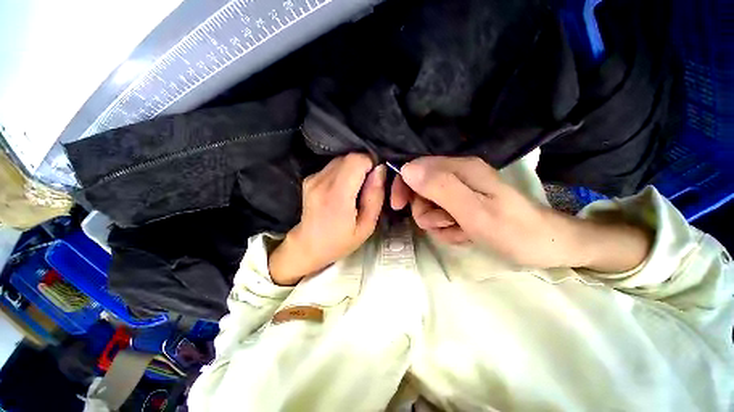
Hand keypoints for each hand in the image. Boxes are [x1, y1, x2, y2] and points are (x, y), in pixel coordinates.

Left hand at [269, 154, 385, 284]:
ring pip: (342, 159)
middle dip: (364, 166)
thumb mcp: (367, 226)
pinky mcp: (310, 178)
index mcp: (336, 195)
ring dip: (354, 169)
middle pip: (349, 157)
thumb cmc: (340, 241)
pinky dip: (344, 172)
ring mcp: (313, 178)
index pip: (357, 160)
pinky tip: (344, 189)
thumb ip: (375, 196)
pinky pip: (333, 166)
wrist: (308, 245)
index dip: (371, 164)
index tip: (375, 179)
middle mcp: (321, 181)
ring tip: (355, 190)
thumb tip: (380, 169)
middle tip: (367, 187)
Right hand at [391, 156, 650, 270]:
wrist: (546, 247)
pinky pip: (441, 218)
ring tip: (460, 231)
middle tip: (444, 223)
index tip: (399, 206)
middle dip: (425, 211)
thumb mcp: (474, 211)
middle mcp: (458, 175)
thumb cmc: (512, 231)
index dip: (403, 185)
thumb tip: (407, 169)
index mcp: (460, 169)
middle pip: (420, 190)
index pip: (415, 168)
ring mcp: (461, 192)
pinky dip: (448, 230)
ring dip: (438, 224)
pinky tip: (464, 235)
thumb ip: (440, 188)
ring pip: (429, 207)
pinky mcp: (463, 206)